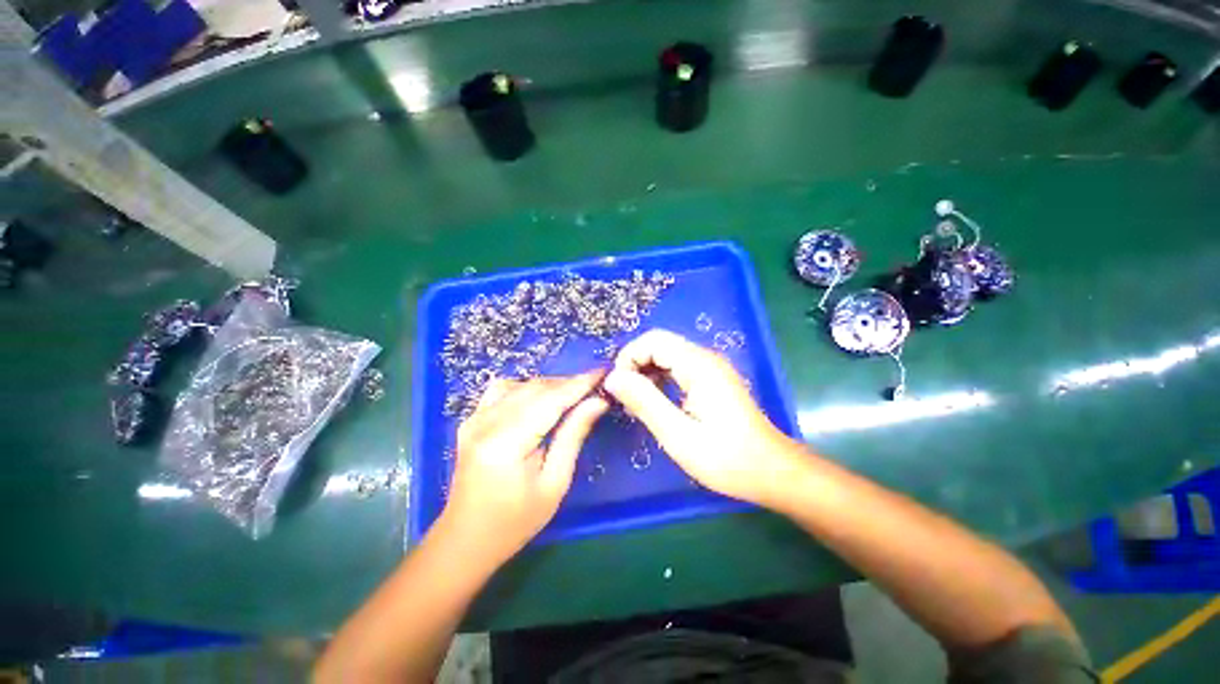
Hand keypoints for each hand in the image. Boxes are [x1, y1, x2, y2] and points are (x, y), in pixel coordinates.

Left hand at [440, 371, 607, 564]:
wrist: (466, 539)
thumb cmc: (516, 521)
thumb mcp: (554, 483)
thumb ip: (573, 436)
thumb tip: (597, 403)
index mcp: (506, 444)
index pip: (550, 401)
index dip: (579, 384)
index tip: (603, 372)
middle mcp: (485, 423)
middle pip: (535, 388)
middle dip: (568, 384)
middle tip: (594, 387)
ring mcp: (474, 419)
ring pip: (521, 385)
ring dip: (550, 386)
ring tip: (572, 396)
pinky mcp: (471, 419)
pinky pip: (503, 390)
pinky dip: (527, 388)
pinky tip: (540, 400)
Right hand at [603, 329, 802, 506]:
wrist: (771, 470)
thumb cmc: (726, 458)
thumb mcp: (678, 434)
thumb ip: (644, 402)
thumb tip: (613, 378)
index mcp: (699, 365)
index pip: (653, 340)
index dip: (629, 357)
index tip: (617, 387)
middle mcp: (705, 358)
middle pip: (659, 344)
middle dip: (635, 364)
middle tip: (623, 396)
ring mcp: (711, 368)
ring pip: (667, 355)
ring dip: (646, 372)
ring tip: (634, 401)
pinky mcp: (712, 379)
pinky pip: (678, 367)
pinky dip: (660, 379)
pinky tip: (654, 401)